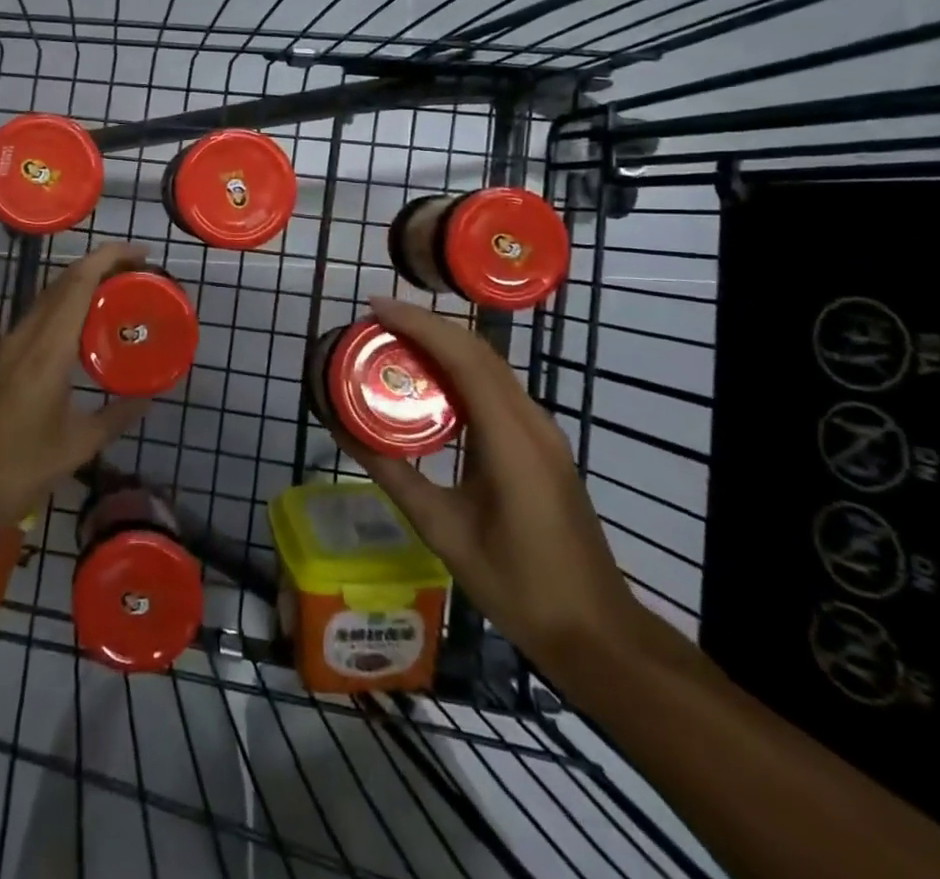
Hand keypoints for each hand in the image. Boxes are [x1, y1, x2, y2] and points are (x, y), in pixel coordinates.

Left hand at [0, 243, 151, 532]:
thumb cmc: (16, 474)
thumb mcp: (76, 448)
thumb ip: (116, 417)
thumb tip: (148, 397)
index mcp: (46, 351)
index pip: (78, 283)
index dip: (110, 258)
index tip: (142, 252)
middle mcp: (22, 338)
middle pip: (62, 283)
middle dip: (101, 267)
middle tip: (139, 275)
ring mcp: (3, 349)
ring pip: (46, 300)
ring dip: (81, 288)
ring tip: (117, 298)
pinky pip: (35, 321)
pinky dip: (63, 312)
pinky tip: (81, 336)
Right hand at [337, 297, 645, 683]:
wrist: (595, 632)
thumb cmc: (517, 585)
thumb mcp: (442, 529)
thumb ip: (393, 474)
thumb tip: (344, 431)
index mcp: (511, 438)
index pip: (463, 356)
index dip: (418, 323)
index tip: (374, 307)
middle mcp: (531, 421)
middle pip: (477, 352)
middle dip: (426, 326)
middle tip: (375, 323)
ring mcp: (542, 432)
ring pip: (489, 367)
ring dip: (443, 345)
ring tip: (394, 344)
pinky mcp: (541, 445)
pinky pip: (496, 390)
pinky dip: (459, 372)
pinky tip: (431, 385)